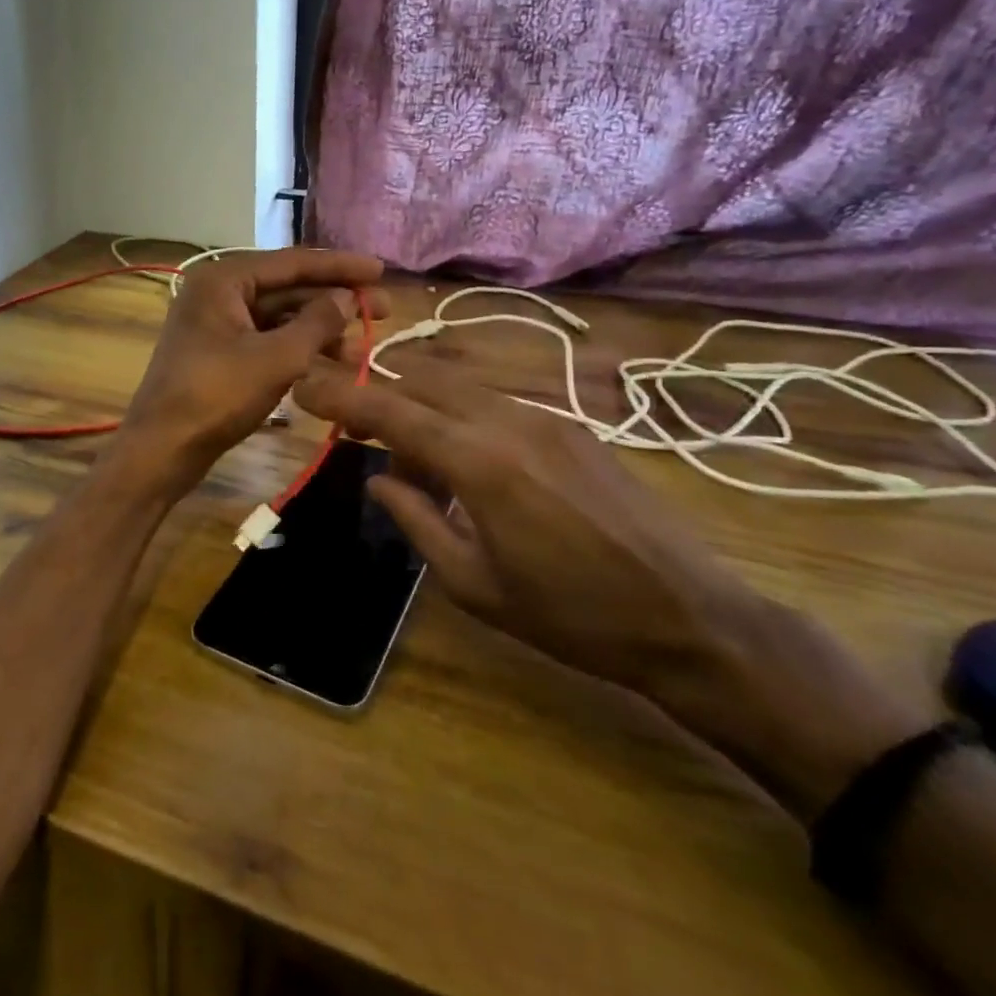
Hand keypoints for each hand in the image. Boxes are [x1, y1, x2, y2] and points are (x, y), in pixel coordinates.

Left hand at [118, 248, 387, 485]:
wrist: (161, 449)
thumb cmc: (216, 396)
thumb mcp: (276, 358)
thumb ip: (318, 323)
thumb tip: (347, 297)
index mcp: (223, 279)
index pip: (292, 262)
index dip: (340, 266)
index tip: (381, 269)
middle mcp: (216, 292)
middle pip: (286, 287)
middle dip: (333, 300)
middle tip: (382, 312)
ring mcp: (214, 322)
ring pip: (277, 316)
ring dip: (318, 329)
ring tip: (358, 350)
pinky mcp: (217, 351)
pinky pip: (264, 338)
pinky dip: (295, 348)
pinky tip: (327, 362)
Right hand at [294, 347, 743, 692]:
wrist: (692, 617)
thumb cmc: (571, 616)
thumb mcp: (474, 585)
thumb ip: (416, 520)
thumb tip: (378, 480)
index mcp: (479, 462)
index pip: (391, 410)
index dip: (340, 396)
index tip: (302, 385)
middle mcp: (508, 420)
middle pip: (421, 378)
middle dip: (378, 395)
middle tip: (355, 431)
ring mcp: (545, 415)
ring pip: (458, 385)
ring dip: (421, 408)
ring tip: (418, 467)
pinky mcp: (571, 424)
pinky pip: (494, 401)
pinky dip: (460, 417)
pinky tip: (469, 467)